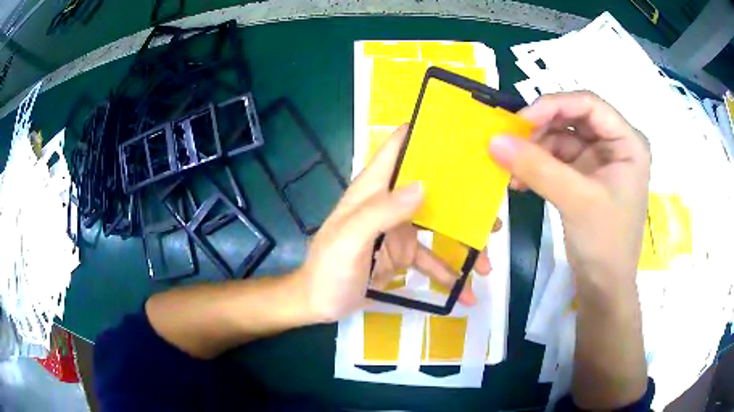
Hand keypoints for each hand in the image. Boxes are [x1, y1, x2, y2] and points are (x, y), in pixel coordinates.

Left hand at [296, 125, 495, 323]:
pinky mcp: (403, 254)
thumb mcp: (349, 240)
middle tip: (492, 208)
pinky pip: (432, 259)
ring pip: (440, 225)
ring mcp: (399, 229)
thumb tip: (423, 186)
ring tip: (488, 260)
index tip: (461, 133)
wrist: (318, 304)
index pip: (399, 147)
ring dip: (464, 241)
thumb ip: (381, 212)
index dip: (426, 134)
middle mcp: (390, 202)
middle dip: (463, 195)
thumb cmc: (328, 270)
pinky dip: (449, 272)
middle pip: (431, 186)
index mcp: (373, 189)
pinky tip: (466, 291)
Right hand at [489, 91, 649, 287]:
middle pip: (573, 119)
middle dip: (541, 129)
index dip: (554, 105)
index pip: (589, 105)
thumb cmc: (605, 243)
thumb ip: (537, 167)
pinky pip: (556, 159)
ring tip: (511, 169)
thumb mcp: (576, 200)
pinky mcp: (584, 177)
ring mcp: (599, 161)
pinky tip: (520, 180)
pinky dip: (537, 166)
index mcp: (627, 142)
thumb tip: (493, 140)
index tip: (521, 121)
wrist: (603, 287)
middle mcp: (614, 145)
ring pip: (561, 138)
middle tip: (511, 142)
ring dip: (534, 150)